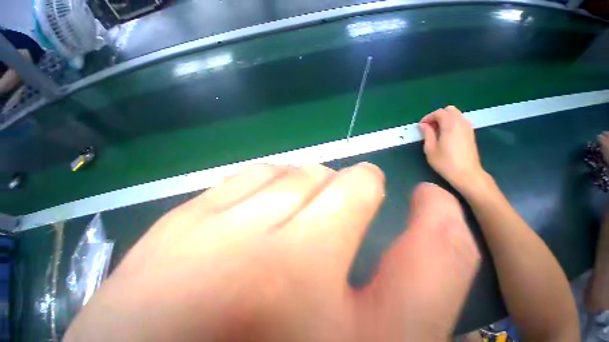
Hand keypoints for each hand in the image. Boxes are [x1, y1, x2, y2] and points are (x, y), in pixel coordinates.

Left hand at [64, 163, 479, 341]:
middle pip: (351, 186)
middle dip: (356, 186)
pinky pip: (254, 173)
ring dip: (312, 181)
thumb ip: (411, 286)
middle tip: (344, 201)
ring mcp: (222, 240)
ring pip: (298, 172)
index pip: (435, 252)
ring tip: (303, 200)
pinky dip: (273, 178)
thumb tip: (433, 218)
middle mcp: (284, 276)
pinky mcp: (181, 224)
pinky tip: (264, 199)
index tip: (428, 198)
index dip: (438, 216)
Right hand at [419, 106, 487, 193]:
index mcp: (450, 125)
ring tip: (435, 132)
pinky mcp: (470, 133)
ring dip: (444, 119)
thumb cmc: (445, 162)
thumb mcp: (430, 148)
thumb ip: (427, 133)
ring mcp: (468, 127)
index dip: (428, 117)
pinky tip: (445, 135)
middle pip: (449, 110)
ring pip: (456, 115)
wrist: (466, 173)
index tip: (421, 126)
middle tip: (429, 127)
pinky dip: (451, 123)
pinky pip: (460, 121)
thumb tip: (423, 125)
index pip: (439, 112)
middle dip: (437, 116)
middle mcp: (461, 122)